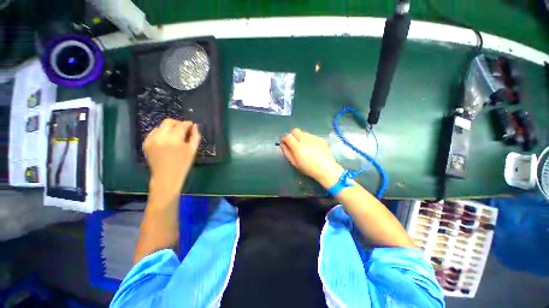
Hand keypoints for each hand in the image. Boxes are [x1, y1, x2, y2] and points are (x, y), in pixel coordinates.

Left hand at [143, 119, 200, 198]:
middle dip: (177, 123)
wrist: (166, 177)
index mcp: (174, 139)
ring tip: (175, 136)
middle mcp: (160, 137)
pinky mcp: (146, 143)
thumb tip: (194, 126)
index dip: (187, 124)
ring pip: (160, 127)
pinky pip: (154, 133)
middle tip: (184, 129)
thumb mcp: (193, 150)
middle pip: (168, 122)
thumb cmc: (183, 164)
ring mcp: (151, 140)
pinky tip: (166, 141)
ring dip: (169, 128)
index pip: (181, 125)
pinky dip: (161, 134)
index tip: (191, 125)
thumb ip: (195, 136)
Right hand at [280, 128, 343, 187]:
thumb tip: (282, 144)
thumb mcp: (295, 163)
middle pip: (295, 130)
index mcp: (298, 146)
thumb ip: (287, 152)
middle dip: (292, 135)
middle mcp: (305, 139)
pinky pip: (311, 136)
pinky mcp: (320, 138)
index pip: (287, 136)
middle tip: (293, 143)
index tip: (284, 143)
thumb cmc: (308, 168)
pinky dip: (308, 139)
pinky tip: (312, 148)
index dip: (284, 138)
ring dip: (300, 137)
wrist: (326, 169)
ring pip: (303, 133)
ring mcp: (314, 137)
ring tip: (304, 146)